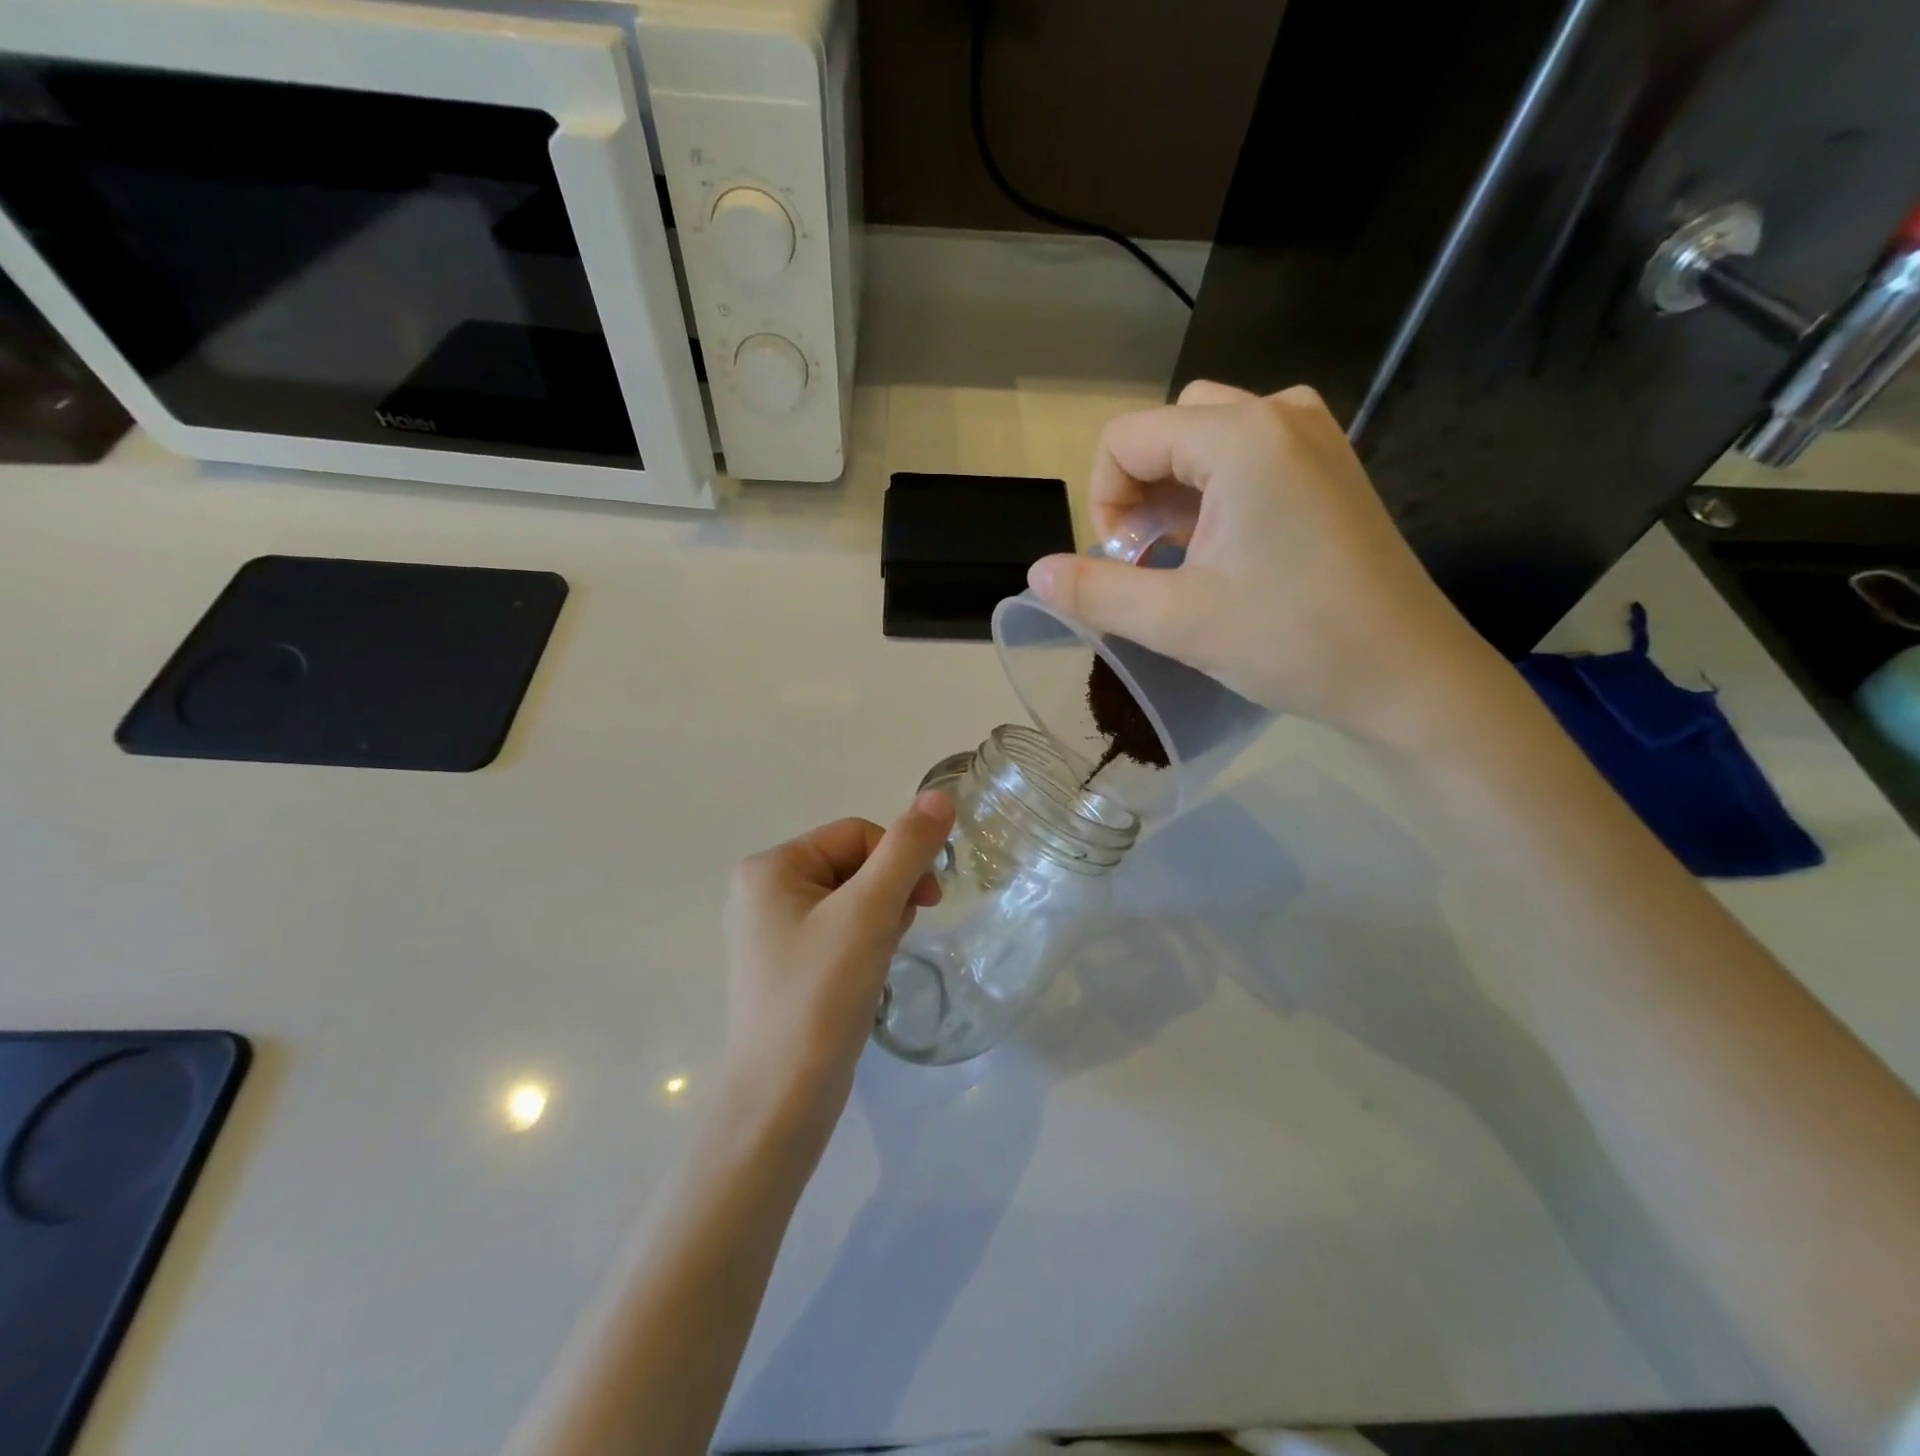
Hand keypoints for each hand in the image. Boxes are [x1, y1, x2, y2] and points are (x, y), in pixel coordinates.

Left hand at [720, 793, 956, 1151]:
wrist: (782, 1100)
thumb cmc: (820, 995)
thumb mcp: (869, 912)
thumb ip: (907, 849)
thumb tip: (941, 795)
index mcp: (770, 867)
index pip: (856, 834)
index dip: (898, 861)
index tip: (926, 903)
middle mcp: (763, 891)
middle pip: (853, 865)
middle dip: (887, 896)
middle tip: (893, 938)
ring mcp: (772, 931)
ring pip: (851, 899)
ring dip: (879, 921)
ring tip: (877, 962)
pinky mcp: (787, 965)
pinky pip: (839, 931)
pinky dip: (864, 945)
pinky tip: (867, 976)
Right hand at [1028, 380, 1498, 744]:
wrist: (1408, 676)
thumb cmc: (1293, 641)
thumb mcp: (1177, 621)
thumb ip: (1095, 590)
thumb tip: (1035, 573)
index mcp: (1241, 437)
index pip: (1126, 439)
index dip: (1104, 503)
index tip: (1123, 566)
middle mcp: (1280, 414)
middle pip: (1166, 431)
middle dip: (1138, 495)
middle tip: (1153, 563)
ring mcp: (1314, 437)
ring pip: (1205, 441)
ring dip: (1174, 495)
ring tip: (1185, 560)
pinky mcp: (1331, 467)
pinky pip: (1247, 457)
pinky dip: (1215, 495)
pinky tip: (1226, 552)